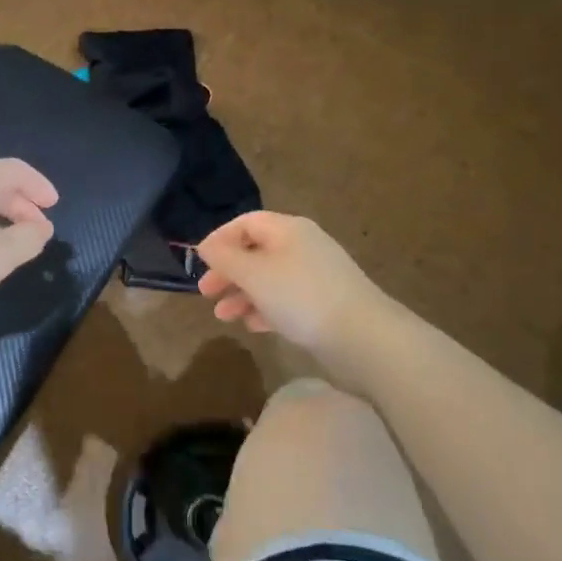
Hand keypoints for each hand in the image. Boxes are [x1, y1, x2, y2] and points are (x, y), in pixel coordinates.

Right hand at [197, 212, 386, 354]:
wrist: (362, 337)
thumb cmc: (300, 296)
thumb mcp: (253, 273)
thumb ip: (225, 257)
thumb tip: (206, 245)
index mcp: (288, 229)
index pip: (246, 223)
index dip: (220, 239)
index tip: (199, 262)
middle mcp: (303, 247)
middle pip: (256, 251)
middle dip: (228, 271)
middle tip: (206, 292)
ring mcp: (315, 277)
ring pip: (269, 279)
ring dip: (243, 294)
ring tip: (223, 315)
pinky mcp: (324, 305)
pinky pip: (286, 300)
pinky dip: (265, 309)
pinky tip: (252, 325)